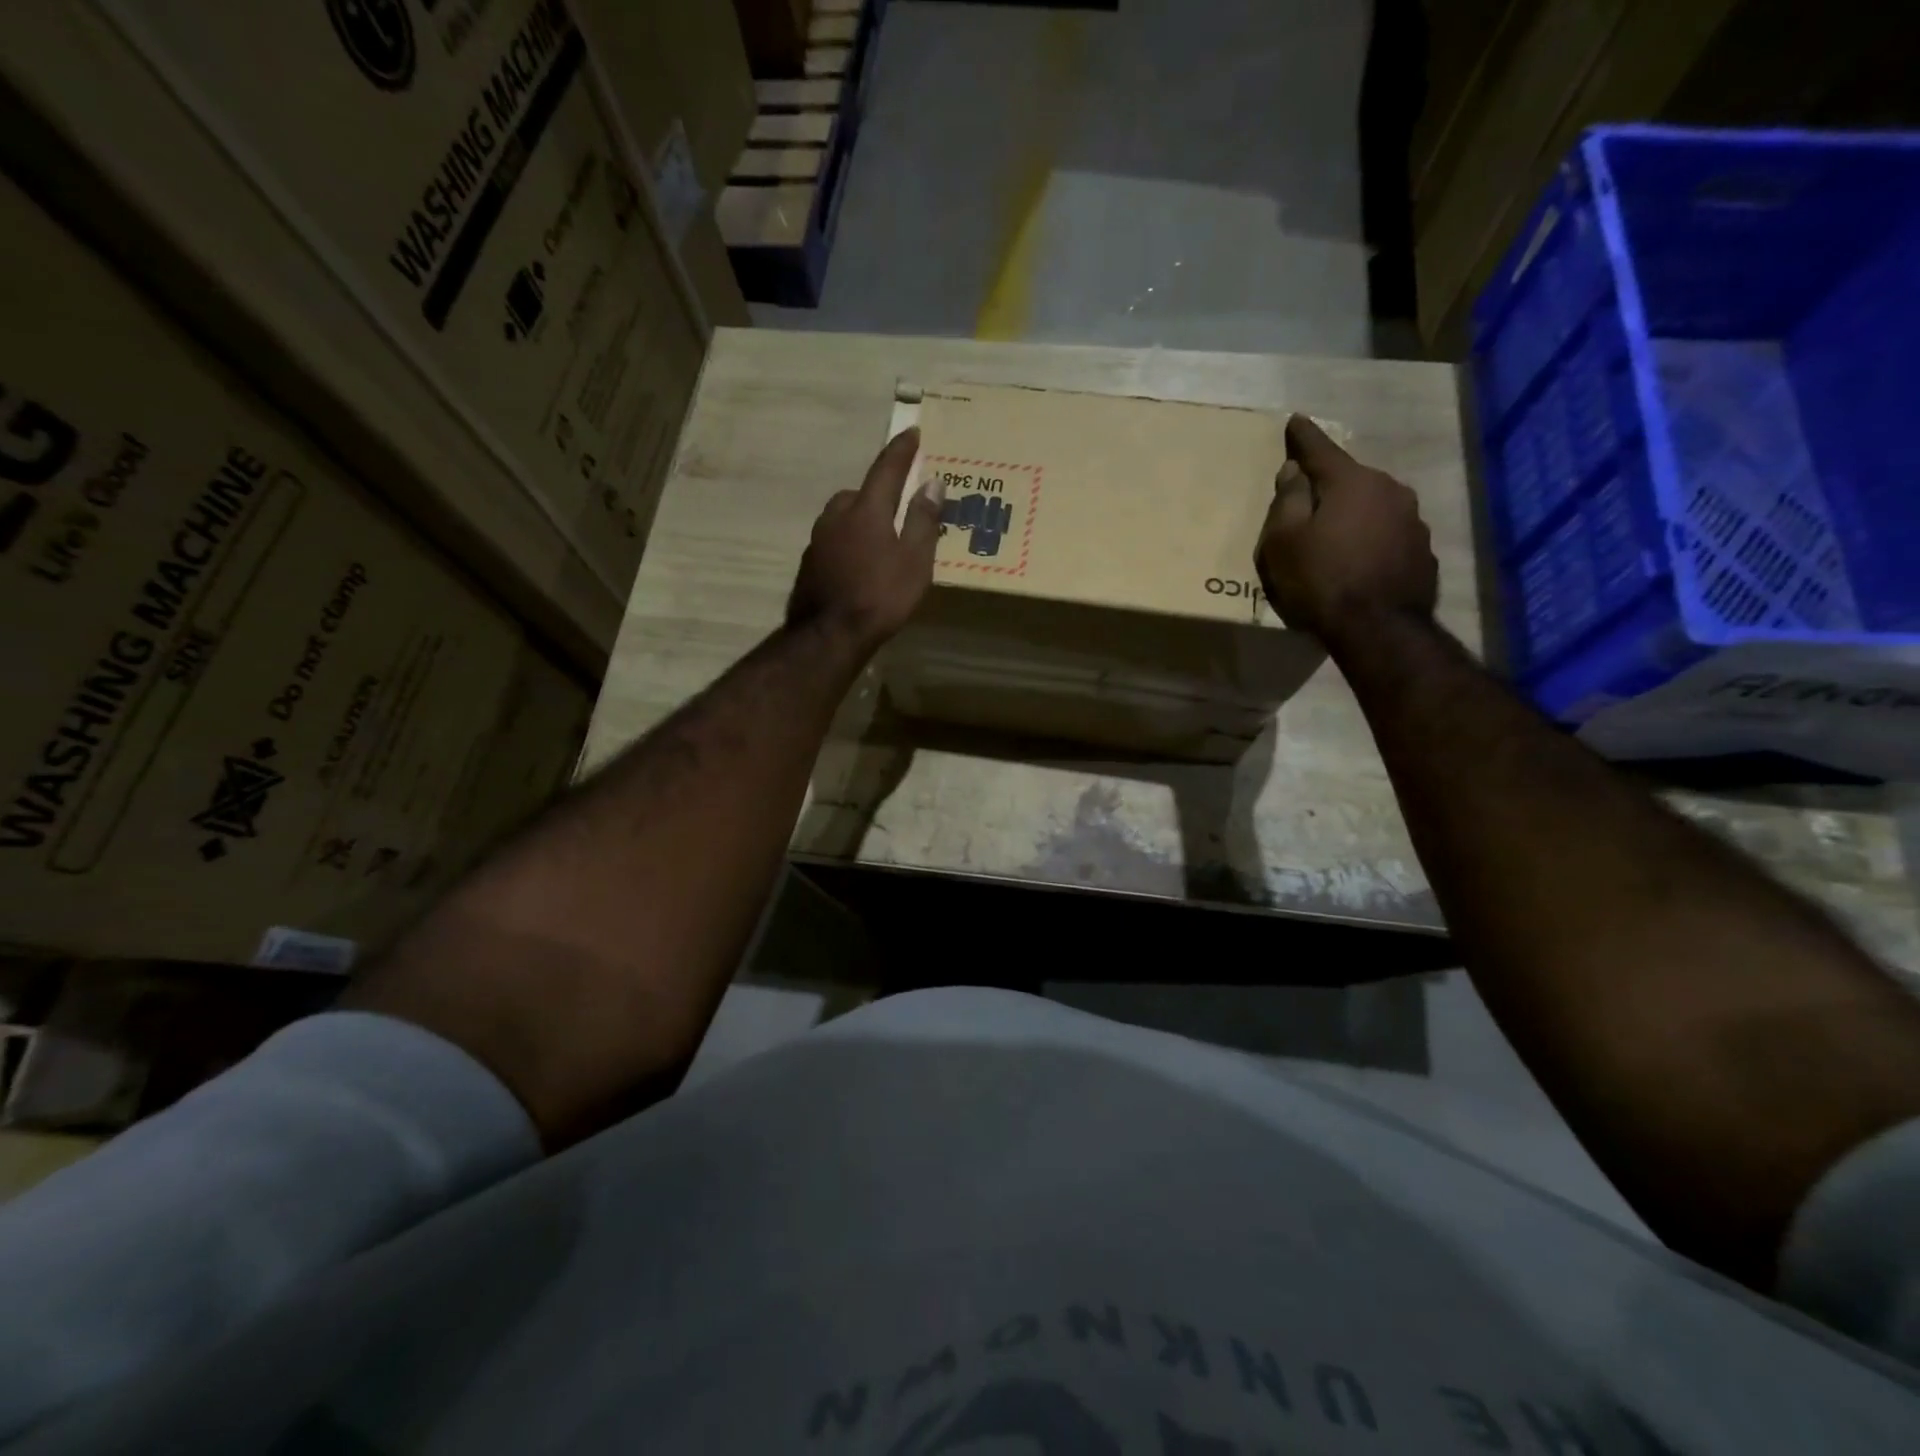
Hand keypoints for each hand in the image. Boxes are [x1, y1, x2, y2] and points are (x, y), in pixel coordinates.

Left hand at [786, 427, 941, 653]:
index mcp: (866, 509)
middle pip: (860, 493)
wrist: (829, 635)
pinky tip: (860, 563)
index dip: (901, 450)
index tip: (913, 432)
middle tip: (899, 504)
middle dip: (879, 492)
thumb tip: (932, 482)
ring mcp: (819, 539)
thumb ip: (923, 520)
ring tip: (881, 538)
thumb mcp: (915, 560)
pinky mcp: (810, 563)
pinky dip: (850, 542)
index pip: (887, 469)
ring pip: (844, 517)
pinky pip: (835, 540)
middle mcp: (837, 515)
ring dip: (862, 518)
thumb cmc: (880, 596)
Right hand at [1255, 415, 1437, 643]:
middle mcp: (1389, 490)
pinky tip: (1358, 561)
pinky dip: (1371, 540)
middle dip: (1329, 484)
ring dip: (1353, 514)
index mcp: (1351, 482)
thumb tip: (1294, 471)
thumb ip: (1287, 501)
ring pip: (1374, 507)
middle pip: (1351, 479)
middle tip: (1308, 497)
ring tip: (1335, 535)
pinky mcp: (1422, 551)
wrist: (1379, 629)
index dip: (1304, 437)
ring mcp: (1412, 521)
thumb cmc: (1320, 580)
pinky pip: (1387, 535)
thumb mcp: (1284, 542)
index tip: (1296, 420)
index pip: (1321, 450)